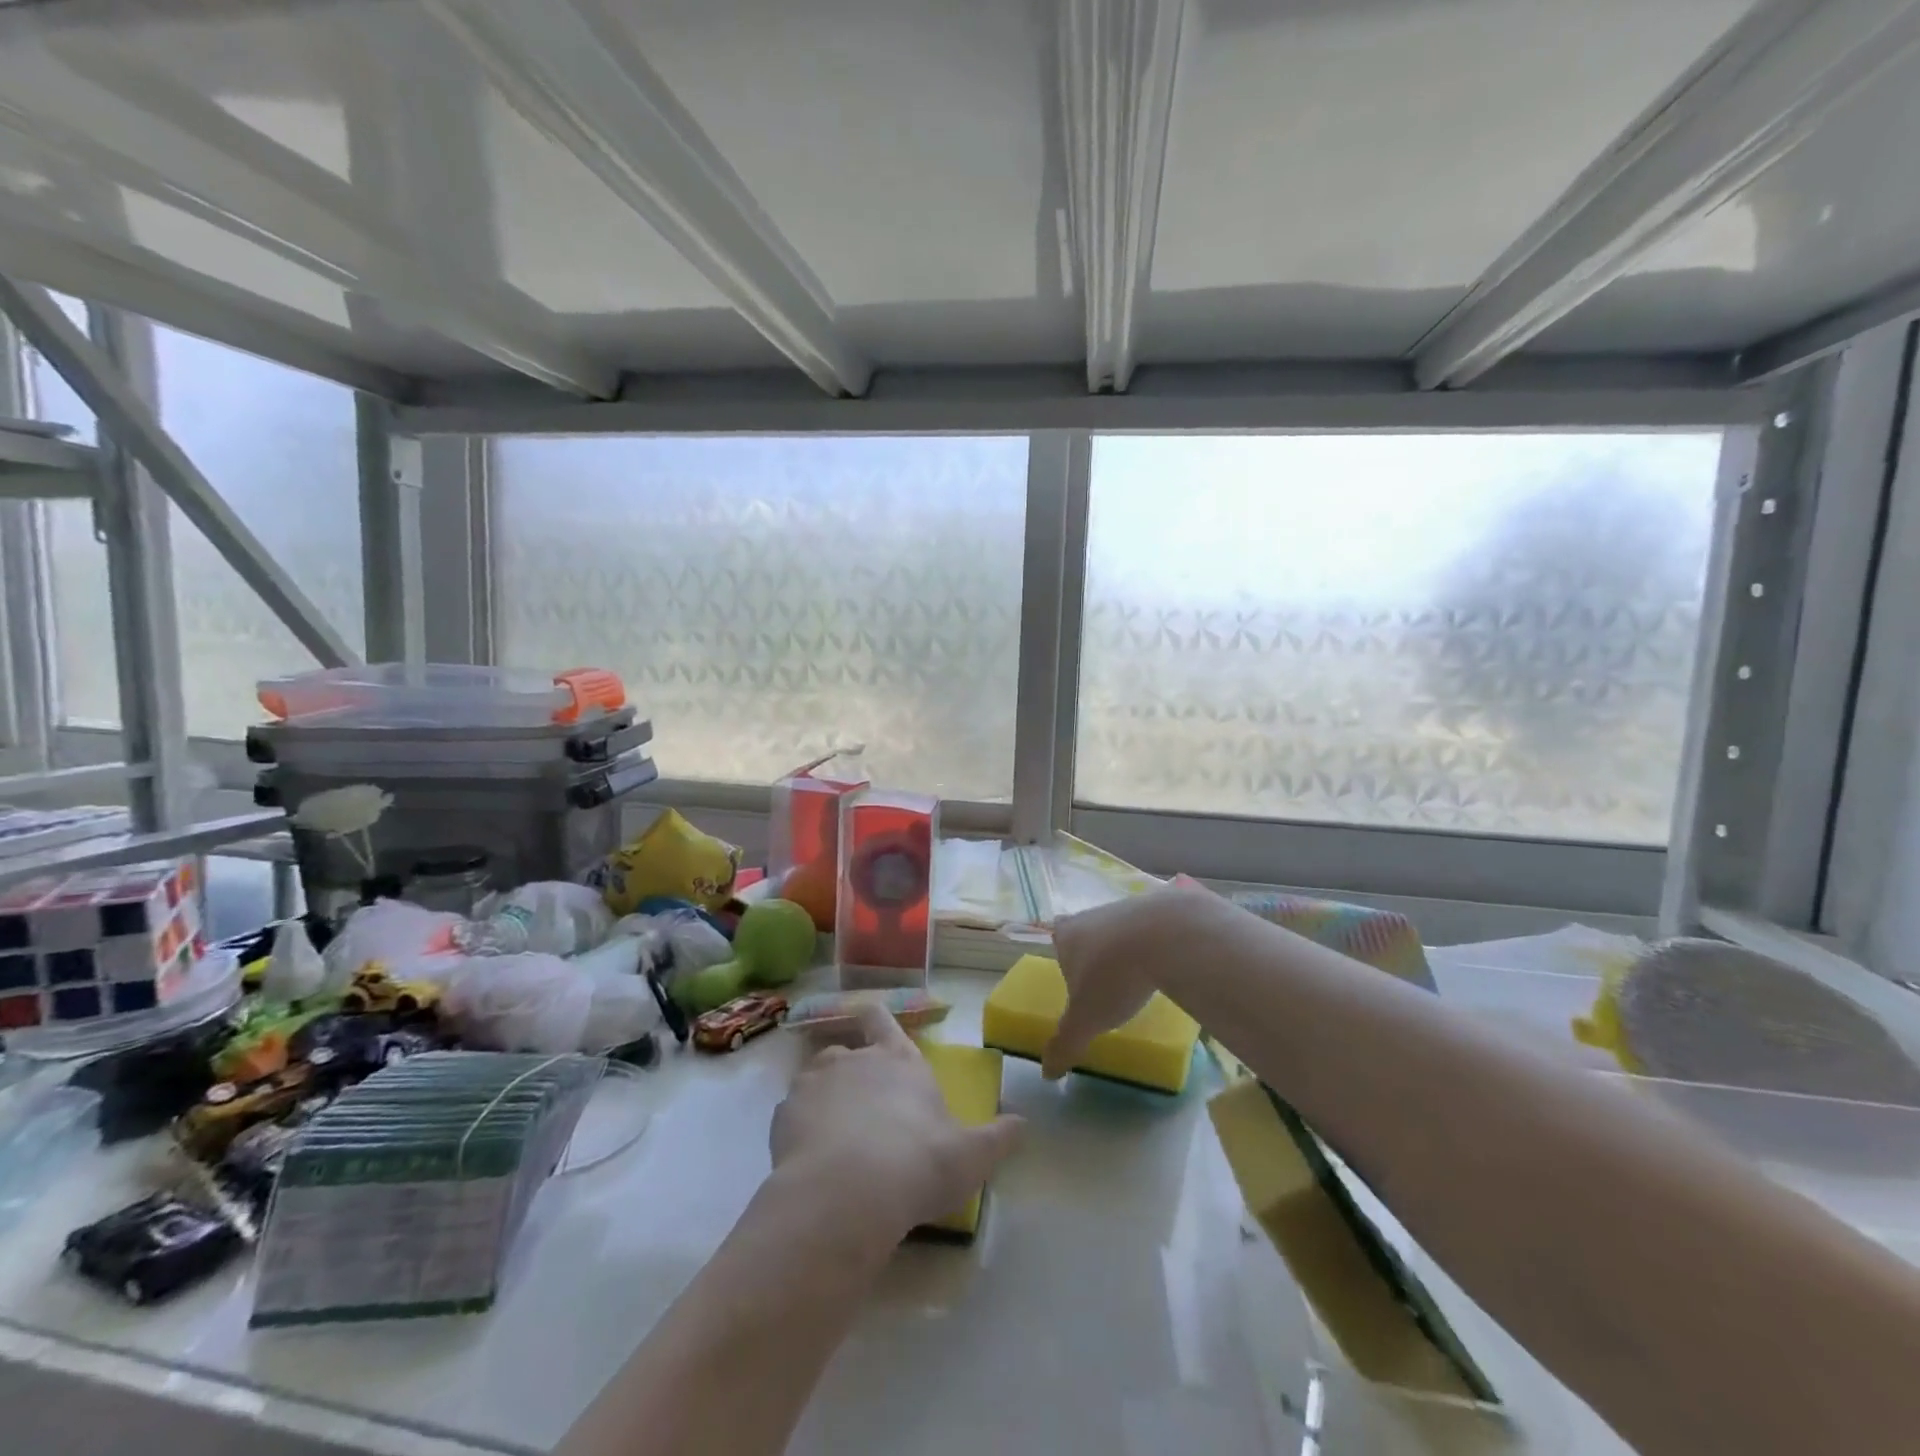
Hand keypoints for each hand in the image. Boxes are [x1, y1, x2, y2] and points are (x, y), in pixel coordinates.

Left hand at [769, 1001, 1023, 1244]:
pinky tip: (809, 1158)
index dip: (877, 1019)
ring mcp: (814, 1082)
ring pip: (815, 1077)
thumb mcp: (971, 1156)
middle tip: (861, 1110)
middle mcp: (854, 1059)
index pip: (882, 1019)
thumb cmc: (918, 1163)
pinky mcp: (783, 1113)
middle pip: (846, 1050)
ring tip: (833, 1135)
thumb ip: (999, 1137)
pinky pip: (791, 1113)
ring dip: (823, 1097)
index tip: (872, 1025)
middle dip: (850, 1072)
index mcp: (898, 1060)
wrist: (848, 1194)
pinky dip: (798, 1127)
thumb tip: (1024, 1123)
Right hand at [1043, 885, 1211, 1078]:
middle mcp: (1091, 915)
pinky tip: (1165, 964)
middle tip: (1107, 984)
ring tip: (1138, 979)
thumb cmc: (1114, 976)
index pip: (1057, 938)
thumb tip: (1046, 1072)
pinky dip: (1155, 943)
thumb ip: (1065, 1043)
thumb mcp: (1086, 1019)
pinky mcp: (1159, 907)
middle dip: (1095, 955)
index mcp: (1067, 935)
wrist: (1166, 935)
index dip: (1065, 957)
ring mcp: (1126, 907)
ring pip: (1119, 930)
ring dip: (1126, 950)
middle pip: (1088, 933)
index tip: (1076, 978)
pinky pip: (1151, 928)